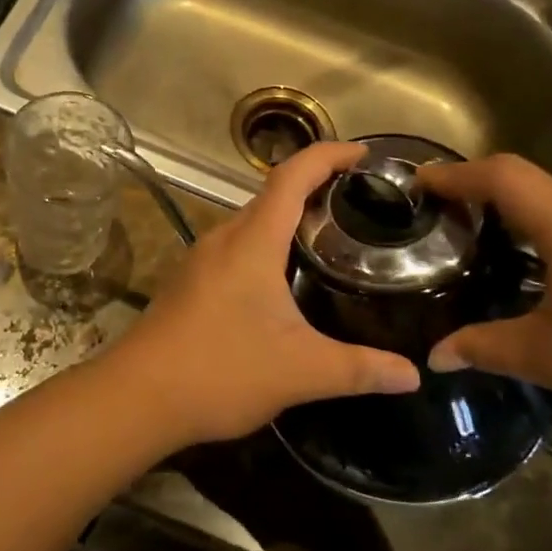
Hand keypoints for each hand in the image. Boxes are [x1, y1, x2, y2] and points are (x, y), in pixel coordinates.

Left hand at [105, 142, 420, 446]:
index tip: (363, 154)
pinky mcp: (190, 282)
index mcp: (252, 241)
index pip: (292, 176)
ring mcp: (201, 259)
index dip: (328, 156)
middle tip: (360, 203)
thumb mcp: (300, 370)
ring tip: (330, 237)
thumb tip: (413, 375)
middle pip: (272, 195)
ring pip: (252, 222)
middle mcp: (224, 238)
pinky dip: (267, 245)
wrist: (138, 396)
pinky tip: (283, 280)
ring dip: (288, 219)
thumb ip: (359, 370)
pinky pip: (236, 247)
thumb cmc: (220, 370)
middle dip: (315, 187)